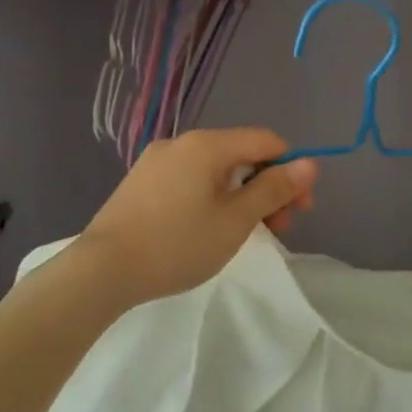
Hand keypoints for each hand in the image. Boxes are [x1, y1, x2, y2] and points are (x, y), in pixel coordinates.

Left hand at [77, 128, 316, 305]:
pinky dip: (212, 197)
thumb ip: (274, 189)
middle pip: (240, 154)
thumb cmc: (177, 245)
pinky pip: (190, 180)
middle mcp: (180, 143)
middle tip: (279, 227)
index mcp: (206, 145)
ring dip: (241, 195)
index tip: (300, 209)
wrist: (101, 271)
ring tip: (244, 233)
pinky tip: (207, 228)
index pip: (266, 141)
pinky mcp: (140, 183)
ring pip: (214, 170)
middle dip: (267, 187)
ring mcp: (155, 162)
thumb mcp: (235, 220)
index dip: (291, 170)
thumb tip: (309, 163)